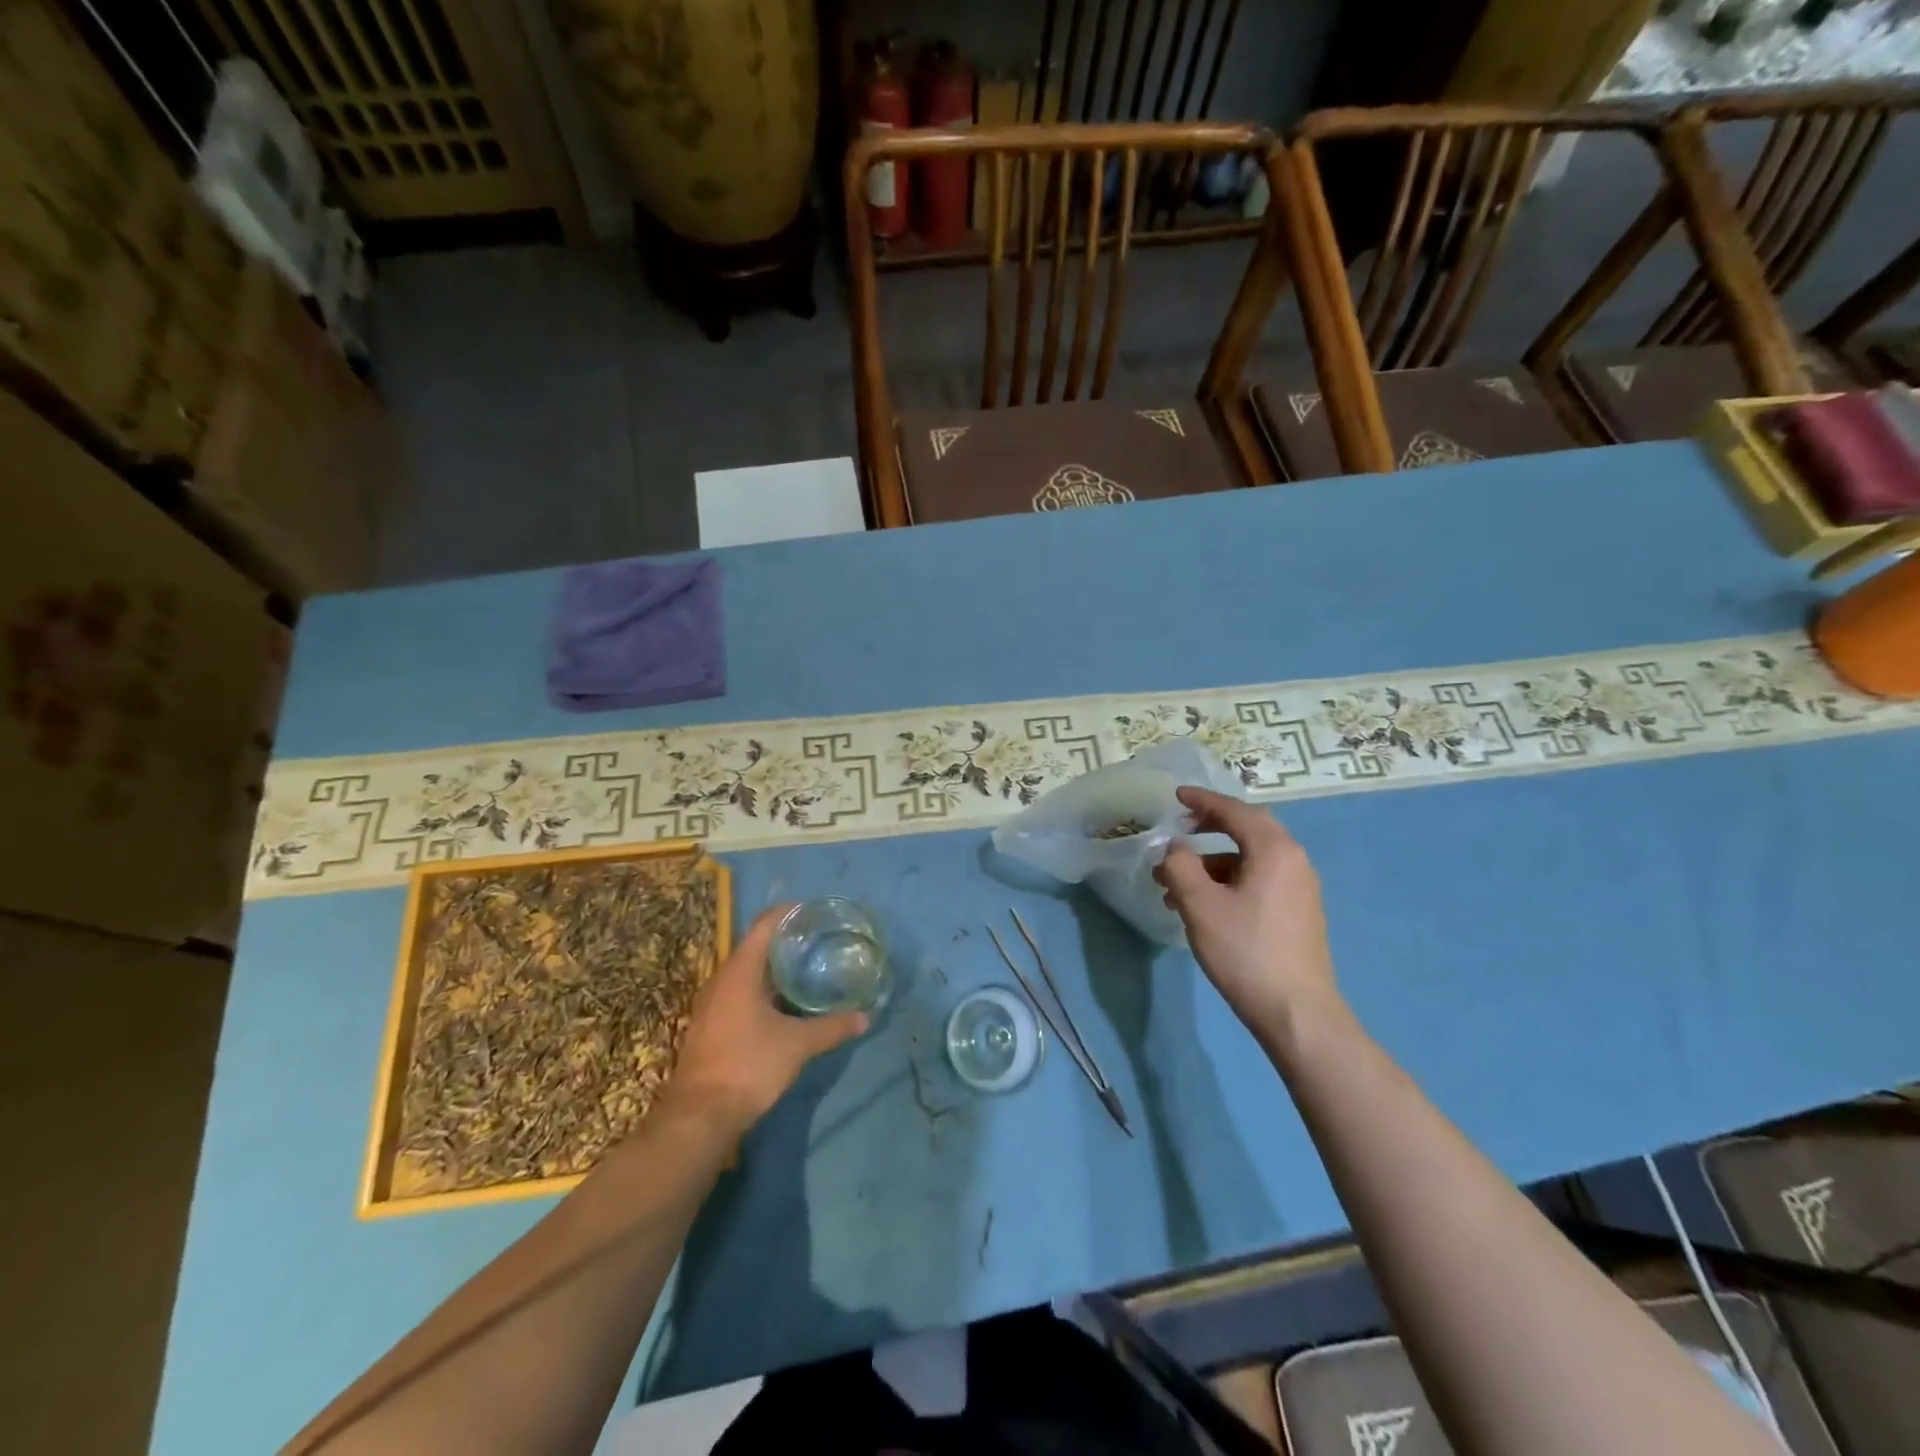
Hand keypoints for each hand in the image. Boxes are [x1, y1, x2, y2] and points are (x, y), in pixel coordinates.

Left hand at [668, 905, 867, 1132]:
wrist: (698, 1117)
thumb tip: (865, 1017)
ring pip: (748, 972)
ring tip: (809, 968)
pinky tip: (787, 1004)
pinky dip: (765, 989)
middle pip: (757, 946)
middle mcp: (722, 979)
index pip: (765, 924)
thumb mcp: (797, 1045)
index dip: (790, 912)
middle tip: (821, 940)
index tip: (816, 911)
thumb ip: (832, 1028)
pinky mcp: (712, 1024)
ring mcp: (713, 1003)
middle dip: (788, 941)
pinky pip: (741, 993)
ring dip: (776, 968)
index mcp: (740, 971)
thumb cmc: (748, 1066)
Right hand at [1154, 787, 1342, 1042]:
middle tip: (1179, 828)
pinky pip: (1258, 880)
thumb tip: (1175, 847)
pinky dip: (1227, 881)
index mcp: (1274, 850)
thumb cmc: (1245, 951)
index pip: (1235, 811)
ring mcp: (1299, 888)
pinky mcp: (1297, 913)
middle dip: (1209, 826)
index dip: (1202, 800)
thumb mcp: (1199, 905)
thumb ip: (1180, 866)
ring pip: (1249, 859)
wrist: (1297, 1012)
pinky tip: (1201, 906)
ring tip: (1173, 883)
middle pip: (1248, 829)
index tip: (1176, 795)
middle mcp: (1293, 861)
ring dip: (1211, 862)